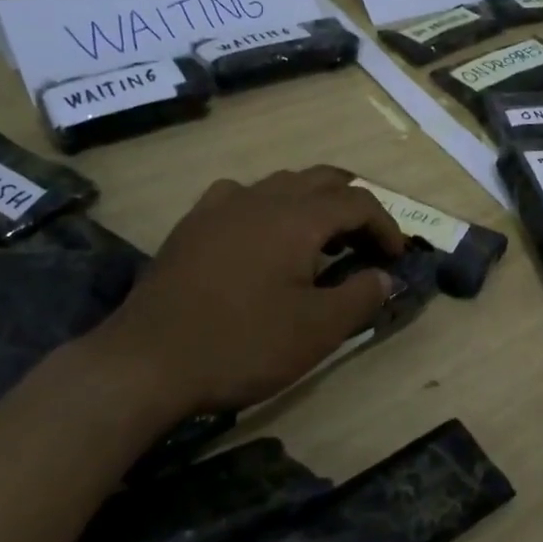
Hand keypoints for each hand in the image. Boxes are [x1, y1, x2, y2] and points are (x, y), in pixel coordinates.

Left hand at [80, 166, 405, 416]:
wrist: (146, 362)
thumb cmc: (242, 344)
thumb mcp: (317, 331)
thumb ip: (360, 296)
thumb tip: (384, 276)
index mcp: (297, 217)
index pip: (357, 201)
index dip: (385, 225)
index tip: (396, 257)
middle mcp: (261, 197)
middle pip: (321, 179)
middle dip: (353, 204)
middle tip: (367, 240)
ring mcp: (220, 207)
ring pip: (280, 183)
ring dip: (312, 202)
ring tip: (320, 239)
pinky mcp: (192, 225)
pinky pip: (240, 196)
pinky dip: (267, 206)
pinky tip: (261, 235)